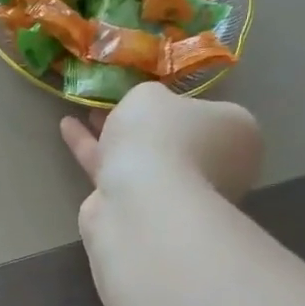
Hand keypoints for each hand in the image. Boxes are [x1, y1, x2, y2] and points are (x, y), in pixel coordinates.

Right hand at [60, 83, 262, 242]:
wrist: (142, 202)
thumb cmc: (163, 137)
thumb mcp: (152, 95)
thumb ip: (149, 98)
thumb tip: (148, 109)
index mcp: (237, 134)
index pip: (211, 113)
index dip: (180, 102)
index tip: (153, 94)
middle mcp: (216, 167)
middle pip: (175, 138)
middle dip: (144, 123)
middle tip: (115, 101)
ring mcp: (179, 194)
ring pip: (143, 158)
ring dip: (113, 136)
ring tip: (85, 111)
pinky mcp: (141, 211)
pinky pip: (116, 173)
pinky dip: (93, 151)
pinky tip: (67, 128)